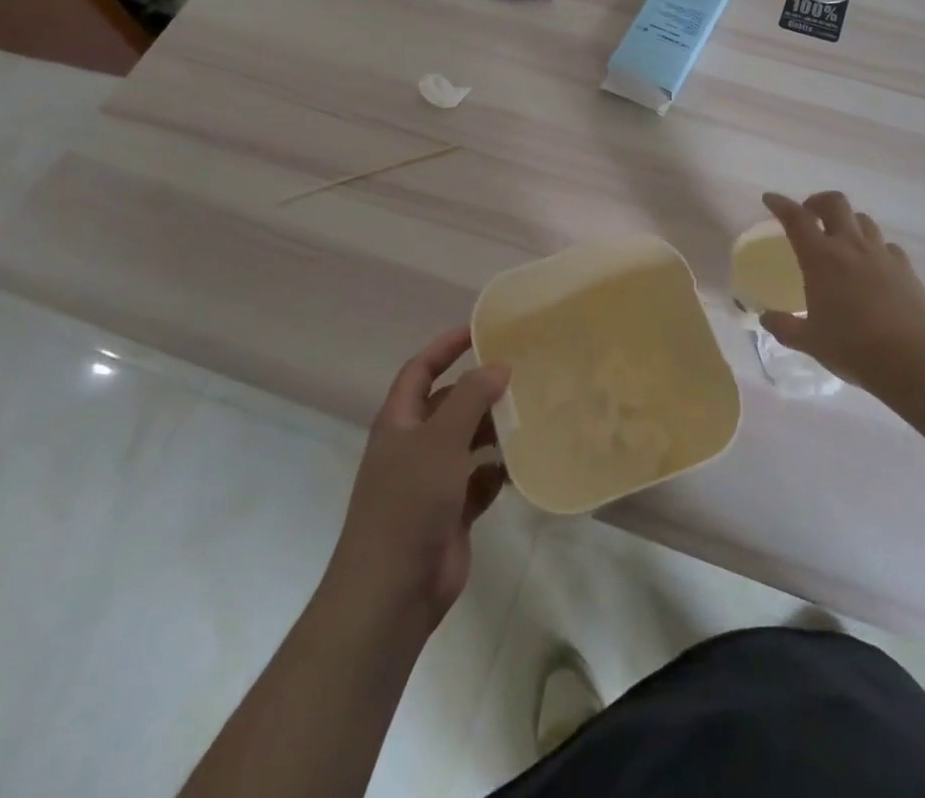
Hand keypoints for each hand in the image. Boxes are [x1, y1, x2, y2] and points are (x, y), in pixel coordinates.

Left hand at [324, 329, 510, 632]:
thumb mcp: (440, 440)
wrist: (391, 594)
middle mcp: (414, 446)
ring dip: (495, 430)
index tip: (481, 330)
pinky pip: (480, 481)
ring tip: (533, 414)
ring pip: (468, 442)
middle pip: (450, 404)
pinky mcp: (451, 513)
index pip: (421, 369)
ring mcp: (432, 482)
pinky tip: (524, 464)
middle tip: (524, 374)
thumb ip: (470, 398)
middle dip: (482, 390)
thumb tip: (498, 366)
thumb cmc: (408, 504)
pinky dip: (499, 472)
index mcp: (399, 422)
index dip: (446, 346)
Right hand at [759, 191, 924, 389]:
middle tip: (810, 215)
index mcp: (821, 258)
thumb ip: (784, 326)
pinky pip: (886, 245)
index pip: (796, 219)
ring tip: (841, 239)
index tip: (770, 199)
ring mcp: (881, 254)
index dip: (781, 204)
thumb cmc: (853, 346)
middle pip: (835, 203)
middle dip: (818, 201)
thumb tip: (766, 318)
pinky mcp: (905, 267)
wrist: (913, 358)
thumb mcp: (809, 341)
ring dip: (847, 221)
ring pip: (863, 219)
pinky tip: (872, 265)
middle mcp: (850, 246)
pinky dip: (874, 247)